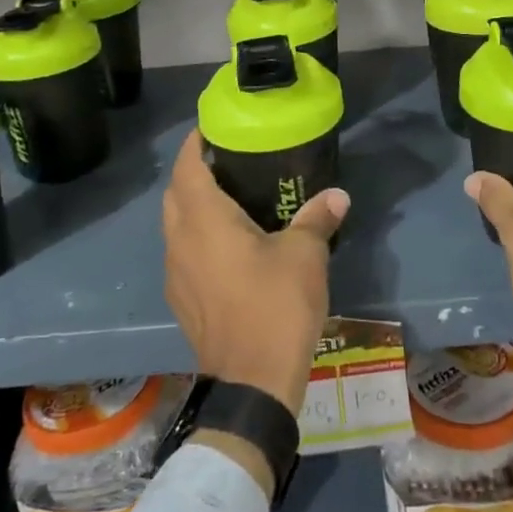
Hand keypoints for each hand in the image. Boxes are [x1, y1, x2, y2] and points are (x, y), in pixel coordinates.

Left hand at [163, 129, 347, 418]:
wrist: (252, 383)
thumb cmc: (275, 307)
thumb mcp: (305, 256)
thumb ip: (317, 219)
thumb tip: (337, 195)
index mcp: (204, 221)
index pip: (187, 167)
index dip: (195, 143)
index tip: (214, 128)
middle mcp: (180, 242)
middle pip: (175, 193)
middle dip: (193, 172)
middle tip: (228, 161)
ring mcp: (177, 274)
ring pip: (175, 225)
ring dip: (192, 206)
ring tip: (230, 199)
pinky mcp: (182, 300)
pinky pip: (182, 253)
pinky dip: (196, 236)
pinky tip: (228, 246)